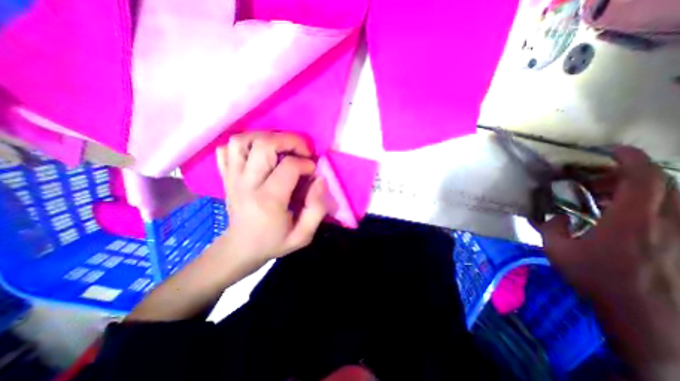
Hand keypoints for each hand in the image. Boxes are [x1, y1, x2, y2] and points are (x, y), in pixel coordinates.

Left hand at [216, 131, 330, 263]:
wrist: (240, 248)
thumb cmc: (274, 242)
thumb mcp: (303, 235)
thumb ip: (317, 208)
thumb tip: (320, 179)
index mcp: (268, 200)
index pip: (289, 166)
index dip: (307, 163)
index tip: (313, 172)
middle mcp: (247, 184)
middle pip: (264, 144)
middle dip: (290, 141)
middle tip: (302, 151)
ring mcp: (232, 177)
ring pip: (243, 140)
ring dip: (266, 137)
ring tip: (281, 148)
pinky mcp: (225, 175)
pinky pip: (227, 148)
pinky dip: (244, 144)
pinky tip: (258, 154)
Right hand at [536, 146, 679, 380]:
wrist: (644, 314)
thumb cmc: (596, 277)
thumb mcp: (558, 250)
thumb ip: (552, 227)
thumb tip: (555, 216)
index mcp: (633, 220)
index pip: (644, 178)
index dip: (629, 158)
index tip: (611, 149)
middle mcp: (664, 221)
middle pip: (660, 183)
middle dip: (626, 173)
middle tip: (595, 178)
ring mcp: (675, 233)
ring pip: (667, 197)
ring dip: (633, 189)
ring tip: (602, 194)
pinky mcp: (677, 243)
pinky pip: (665, 212)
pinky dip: (642, 204)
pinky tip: (616, 213)